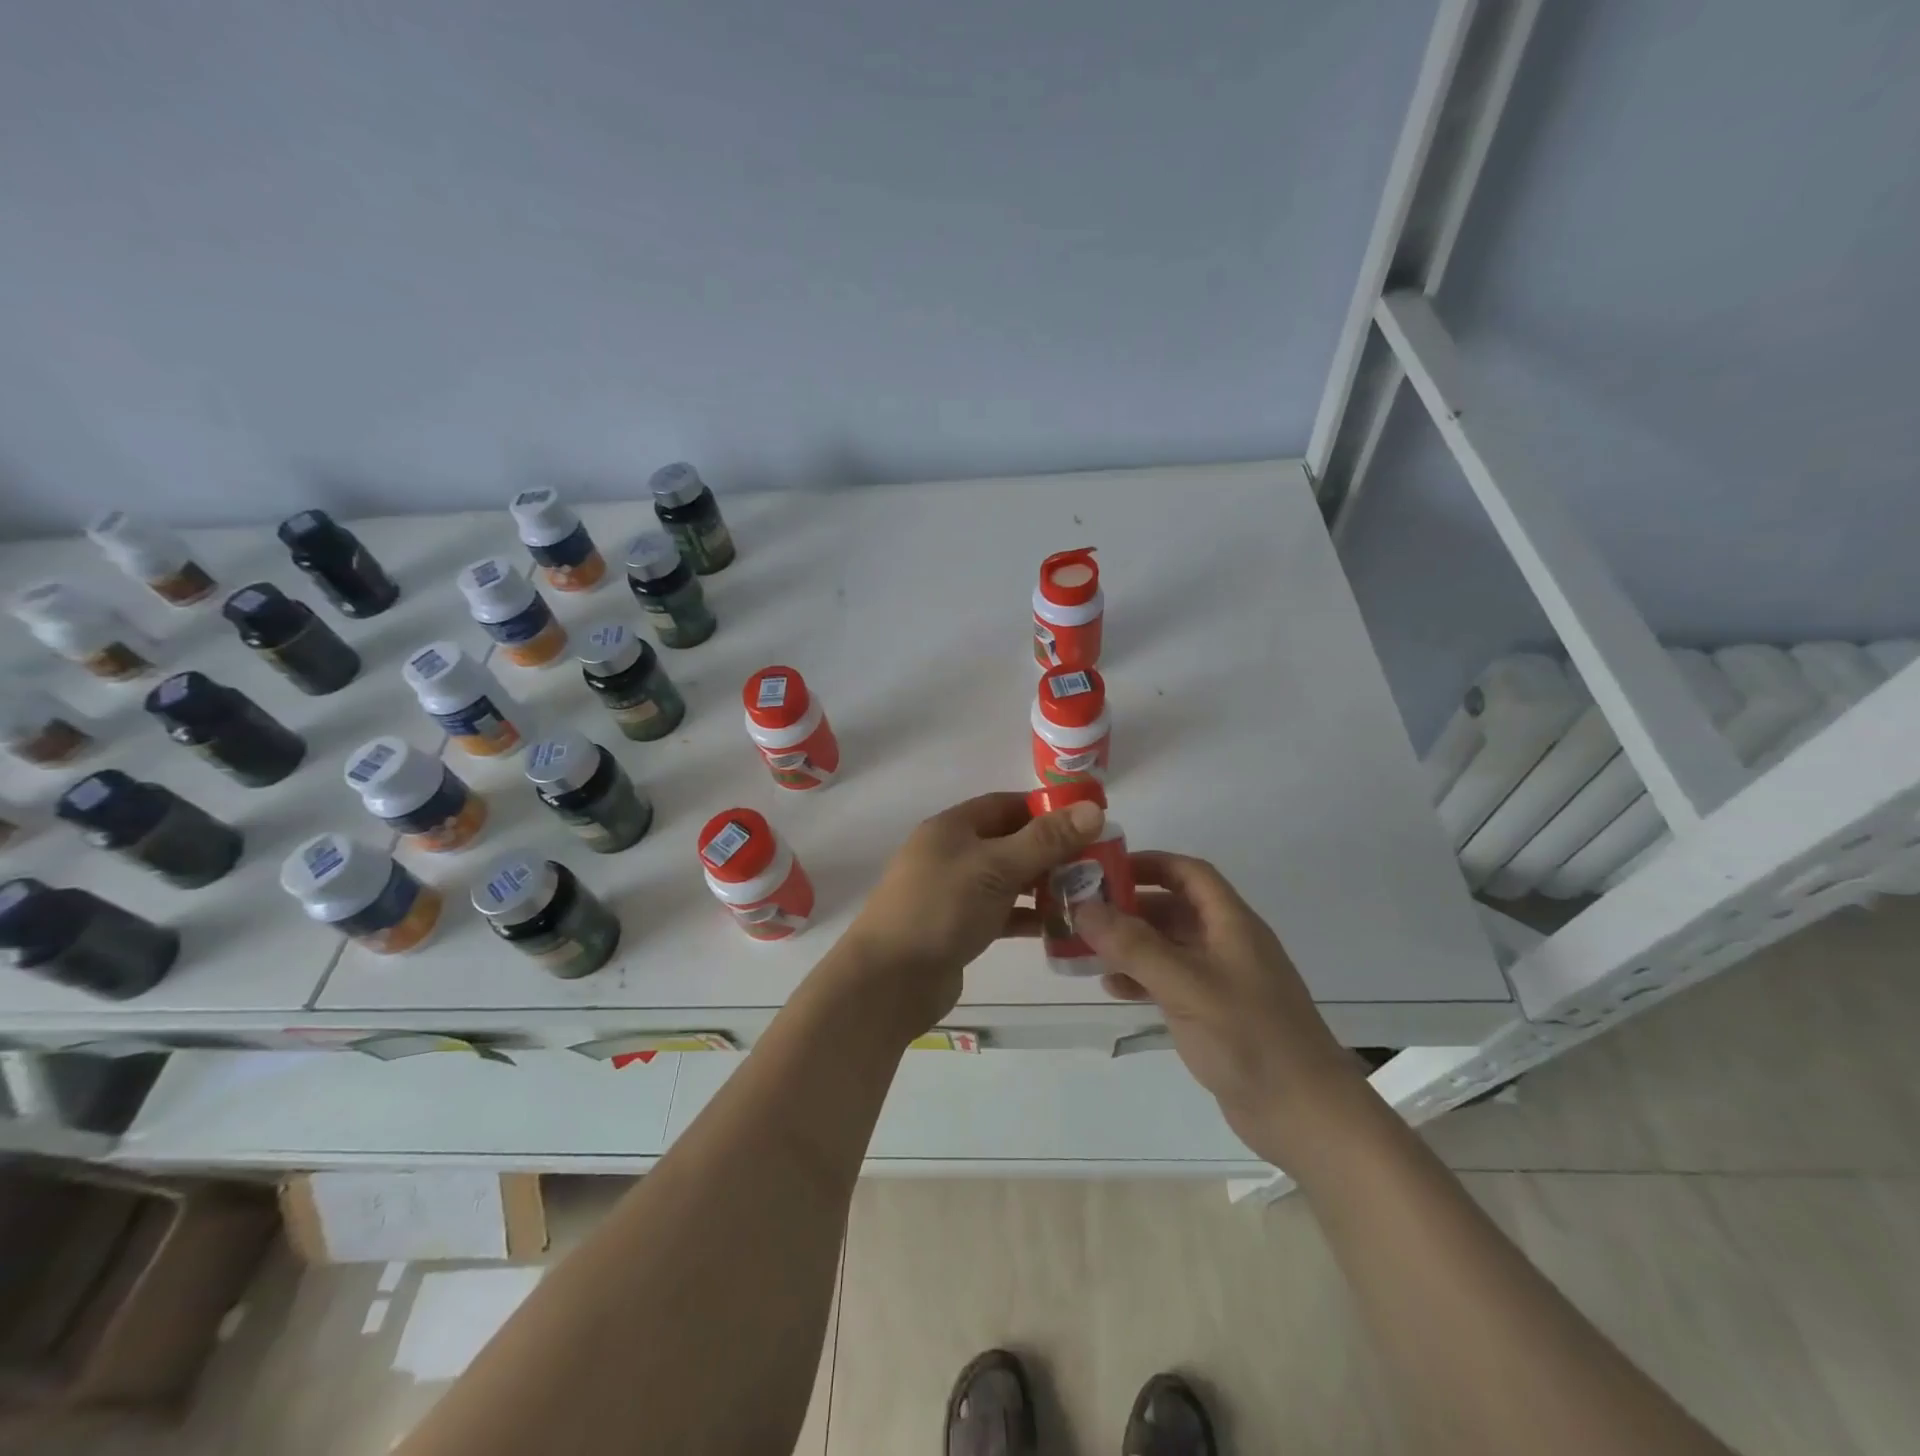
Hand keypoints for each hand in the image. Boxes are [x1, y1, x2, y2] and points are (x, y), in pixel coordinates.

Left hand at [832, 791, 1106, 1037]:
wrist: (890, 980)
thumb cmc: (941, 909)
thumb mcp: (996, 867)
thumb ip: (1045, 840)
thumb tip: (1094, 809)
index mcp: (953, 827)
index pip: (1006, 805)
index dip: (1046, 809)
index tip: (1088, 821)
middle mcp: (952, 854)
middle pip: (1010, 842)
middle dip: (1051, 851)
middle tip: (1098, 863)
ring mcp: (954, 892)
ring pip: (1008, 879)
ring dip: (1044, 885)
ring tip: (1088, 895)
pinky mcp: (959, 927)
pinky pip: (1002, 913)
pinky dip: (1028, 917)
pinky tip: (1062, 927)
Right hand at [1073, 852, 1366, 1161]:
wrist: (1304, 1115)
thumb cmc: (1248, 1037)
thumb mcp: (1186, 985)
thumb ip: (1134, 946)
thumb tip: (1083, 907)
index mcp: (1232, 924)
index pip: (1189, 874)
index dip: (1150, 863)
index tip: (1105, 868)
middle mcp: (1228, 944)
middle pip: (1174, 908)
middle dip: (1130, 906)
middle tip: (1084, 912)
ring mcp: (1222, 981)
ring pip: (1169, 946)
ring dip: (1131, 944)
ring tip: (1088, 949)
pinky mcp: (1215, 1014)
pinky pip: (1170, 982)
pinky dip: (1141, 978)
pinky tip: (1113, 988)